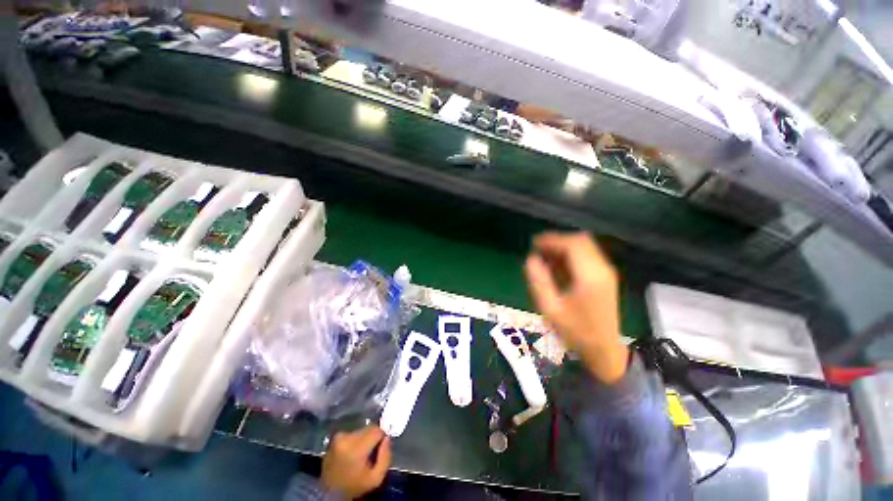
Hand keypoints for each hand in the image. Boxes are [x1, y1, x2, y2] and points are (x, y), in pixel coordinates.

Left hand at [321, 425, 391, 498]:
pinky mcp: (334, 438)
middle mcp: (346, 438)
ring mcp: (338, 437)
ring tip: (361, 454)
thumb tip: (387, 438)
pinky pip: (352, 433)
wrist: (329, 493)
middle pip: (369, 428)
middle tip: (371, 453)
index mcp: (356, 448)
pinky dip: (355, 441)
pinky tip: (352, 453)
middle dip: (373, 438)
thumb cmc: (353, 486)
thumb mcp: (375, 479)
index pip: (376, 430)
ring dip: (364, 439)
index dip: (382, 437)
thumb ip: (385, 457)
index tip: (381, 447)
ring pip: (361, 430)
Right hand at [524, 232, 627, 383]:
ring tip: (545, 258)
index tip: (533, 244)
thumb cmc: (575, 331)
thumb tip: (531, 258)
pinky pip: (587, 255)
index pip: (572, 245)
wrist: (604, 350)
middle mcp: (602, 269)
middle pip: (581, 240)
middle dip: (557, 241)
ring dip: (564, 247)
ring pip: (585, 246)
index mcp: (590, 277)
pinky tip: (558, 267)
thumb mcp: (550, 308)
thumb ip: (539, 281)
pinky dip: (571, 255)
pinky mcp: (605, 277)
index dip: (551, 240)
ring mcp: (606, 272)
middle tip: (538, 250)